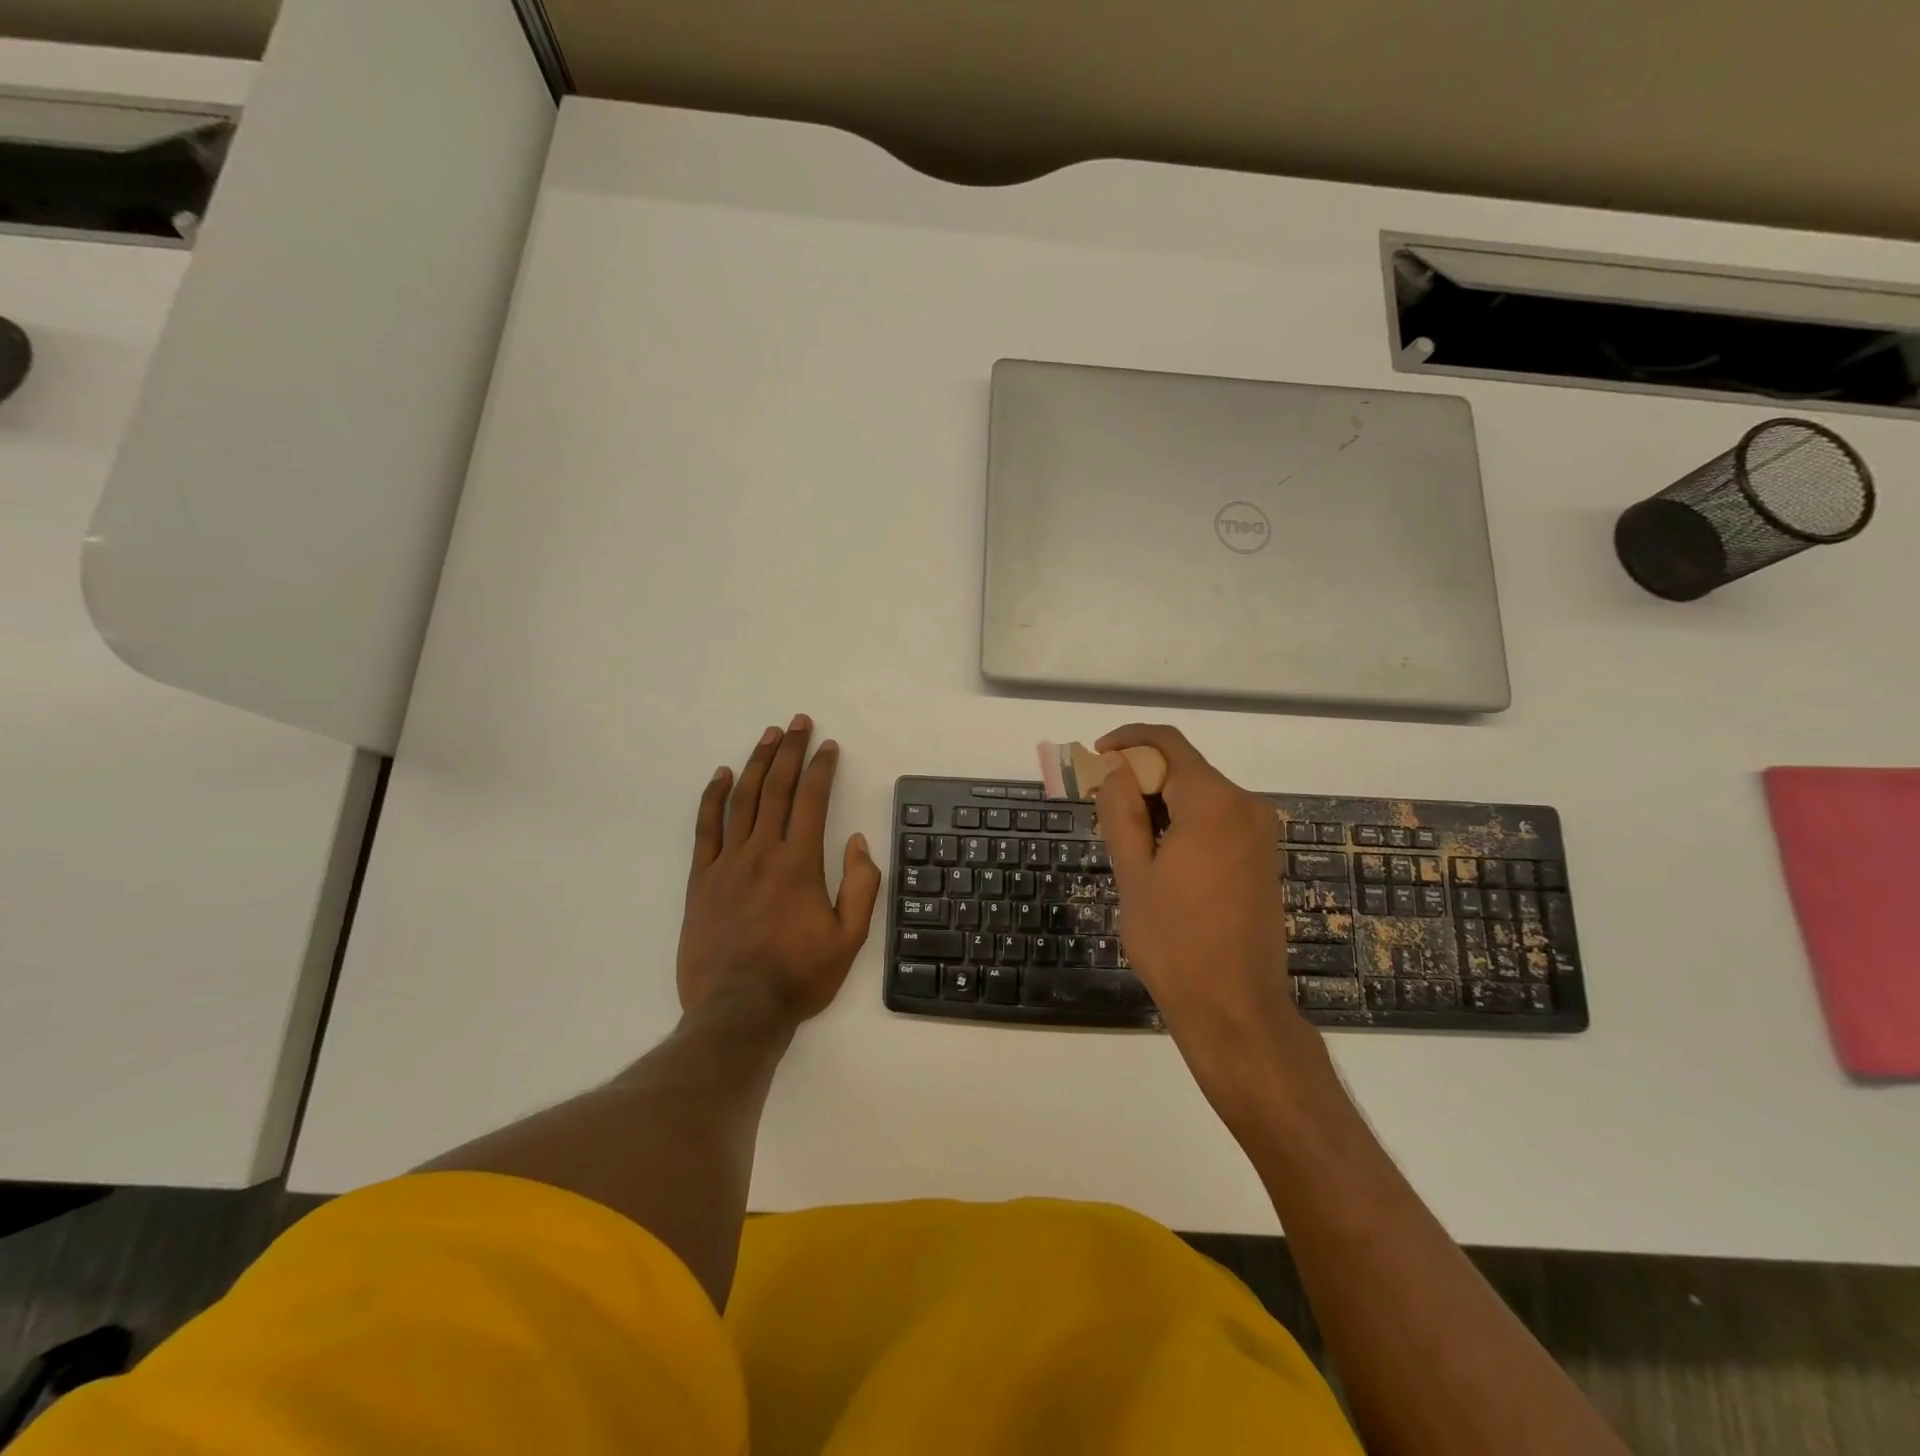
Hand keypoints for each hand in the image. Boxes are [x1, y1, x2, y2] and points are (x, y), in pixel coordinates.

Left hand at [678, 716, 880, 1023]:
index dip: (821, 768)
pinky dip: (712, 797)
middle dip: (789, 751)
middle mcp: (763, 852)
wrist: (738, 1010)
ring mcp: (728, 863)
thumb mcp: (849, 938)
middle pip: (776, 788)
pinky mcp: (701, 879)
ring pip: (742, 800)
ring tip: (768, 735)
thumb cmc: (799, 975)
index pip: (812, 800)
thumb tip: (857, 841)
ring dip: (756, 763)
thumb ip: (860, 885)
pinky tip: (720, 775)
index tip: (828, 745)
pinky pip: (705, 828)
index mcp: (800, 863)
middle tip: (797, 722)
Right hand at [1094, 724, 1319, 1083]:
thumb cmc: (1174, 941)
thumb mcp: (1133, 872)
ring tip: (1124, 834)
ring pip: (1200, 794)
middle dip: (1140, 775)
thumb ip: (1121, 810)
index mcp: (1213, 803)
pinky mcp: (1262, 855)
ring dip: (1160, 800)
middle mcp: (1245, 806)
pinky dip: (1184, 820)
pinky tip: (1158, 852)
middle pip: (1185, 768)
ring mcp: (1259, 832)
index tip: (1096, 755)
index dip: (1127, 740)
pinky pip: (1217, 818)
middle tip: (1100, 803)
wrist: (1234, 1006)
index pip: (1167, 744)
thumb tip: (1116, 769)